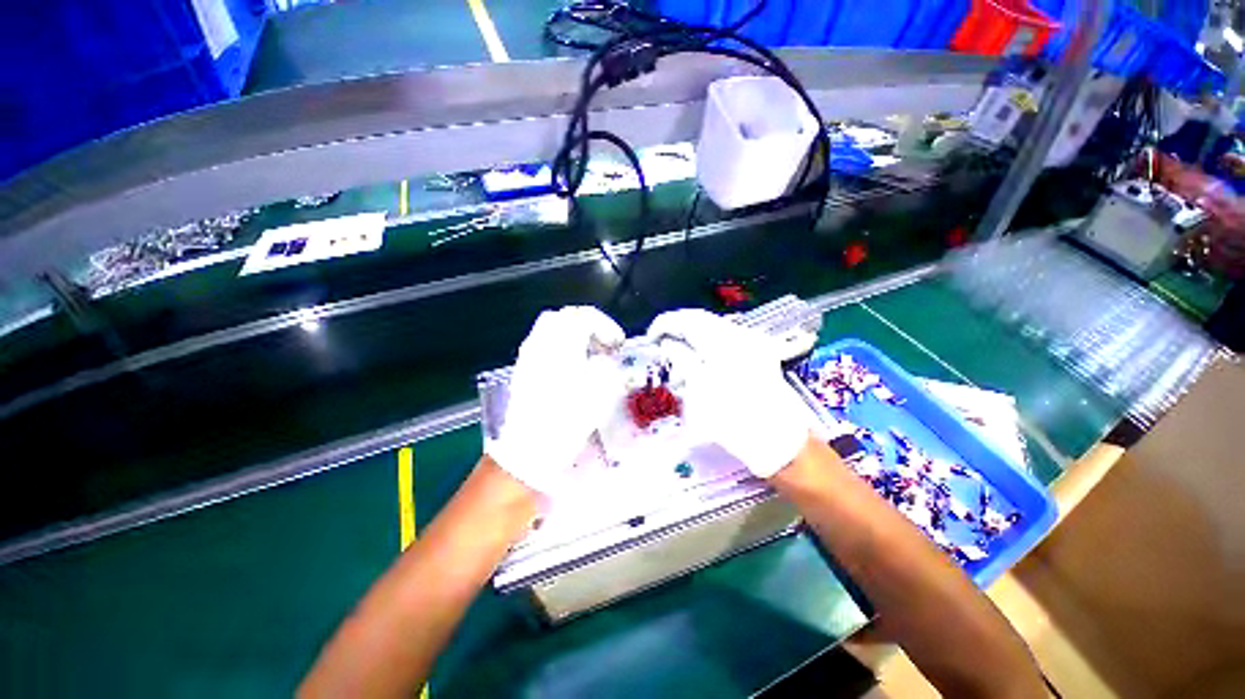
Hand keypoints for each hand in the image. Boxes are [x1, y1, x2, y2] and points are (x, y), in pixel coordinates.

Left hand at [486, 307, 624, 493]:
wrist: (529, 450)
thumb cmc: (567, 419)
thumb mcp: (599, 392)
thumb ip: (606, 366)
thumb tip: (604, 360)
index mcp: (561, 345)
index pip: (583, 316)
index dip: (605, 325)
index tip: (618, 343)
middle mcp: (541, 344)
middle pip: (564, 317)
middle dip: (587, 325)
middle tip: (603, 344)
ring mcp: (529, 357)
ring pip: (551, 330)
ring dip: (574, 335)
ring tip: (590, 356)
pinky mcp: (524, 371)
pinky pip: (544, 346)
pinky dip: (561, 348)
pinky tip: (572, 369)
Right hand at [648, 309, 810, 477]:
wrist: (778, 439)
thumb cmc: (735, 419)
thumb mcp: (700, 390)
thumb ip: (682, 360)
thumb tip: (667, 343)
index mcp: (723, 342)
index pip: (687, 319)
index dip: (665, 324)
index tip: (650, 338)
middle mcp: (739, 334)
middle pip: (700, 318)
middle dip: (677, 326)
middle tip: (660, 342)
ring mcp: (750, 342)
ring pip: (712, 326)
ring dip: (691, 333)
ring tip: (675, 349)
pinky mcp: (756, 352)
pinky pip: (724, 336)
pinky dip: (706, 340)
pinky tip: (698, 354)